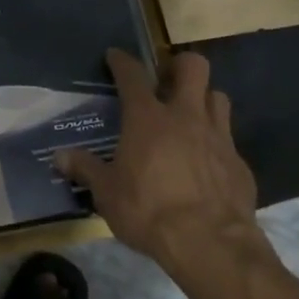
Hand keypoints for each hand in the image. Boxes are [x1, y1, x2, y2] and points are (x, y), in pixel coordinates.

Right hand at [55, 49, 271, 276]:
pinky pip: (228, 139)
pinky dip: (215, 143)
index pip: (132, 75)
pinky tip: (205, 163)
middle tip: (165, 81)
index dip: (122, 61)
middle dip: (179, 65)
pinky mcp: (239, 162)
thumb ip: (86, 169)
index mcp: (147, 118)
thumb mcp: (107, 193)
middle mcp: (185, 116)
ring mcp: (218, 136)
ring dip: (203, 99)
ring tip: (189, 116)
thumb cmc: (149, 210)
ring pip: (217, 96)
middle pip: (193, 66)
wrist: (210, 243)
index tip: (115, 56)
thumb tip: (59, 156)